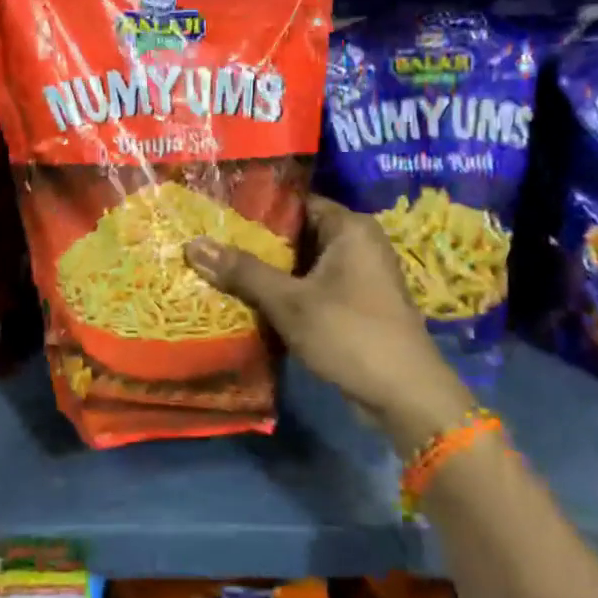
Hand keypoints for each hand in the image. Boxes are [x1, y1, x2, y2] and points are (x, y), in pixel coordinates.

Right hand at [184, 197, 475, 454]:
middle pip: (297, 233)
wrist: (405, 396)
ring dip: (269, 271)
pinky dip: (286, 292)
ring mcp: (359, 276)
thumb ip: (243, 271)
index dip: (256, 207)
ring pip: (303, 264)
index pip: (296, 202)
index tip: (216, 212)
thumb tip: (193, 245)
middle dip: (256, 242)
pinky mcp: (356, 305)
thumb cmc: (350, 334)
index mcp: (349, 227)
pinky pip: (313, 287)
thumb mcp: (290, 302)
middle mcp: (358, 243)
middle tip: (209, 241)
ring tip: (219, 268)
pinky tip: (249, 300)